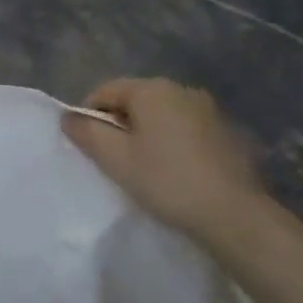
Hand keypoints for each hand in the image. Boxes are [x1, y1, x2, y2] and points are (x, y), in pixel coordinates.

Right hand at [62, 78, 271, 244]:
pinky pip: (185, 127)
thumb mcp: (116, 160)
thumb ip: (88, 133)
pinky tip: (175, 170)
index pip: (105, 91)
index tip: (90, 147)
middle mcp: (181, 89)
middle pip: (135, 99)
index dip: (90, 116)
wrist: (234, 214)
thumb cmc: (166, 181)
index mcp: (152, 89)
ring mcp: (208, 108)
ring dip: (147, 133)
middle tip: (115, 160)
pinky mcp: (226, 130)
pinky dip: (172, 141)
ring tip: (145, 167)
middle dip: (120, 124)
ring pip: (161, 114)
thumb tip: (68, 117)